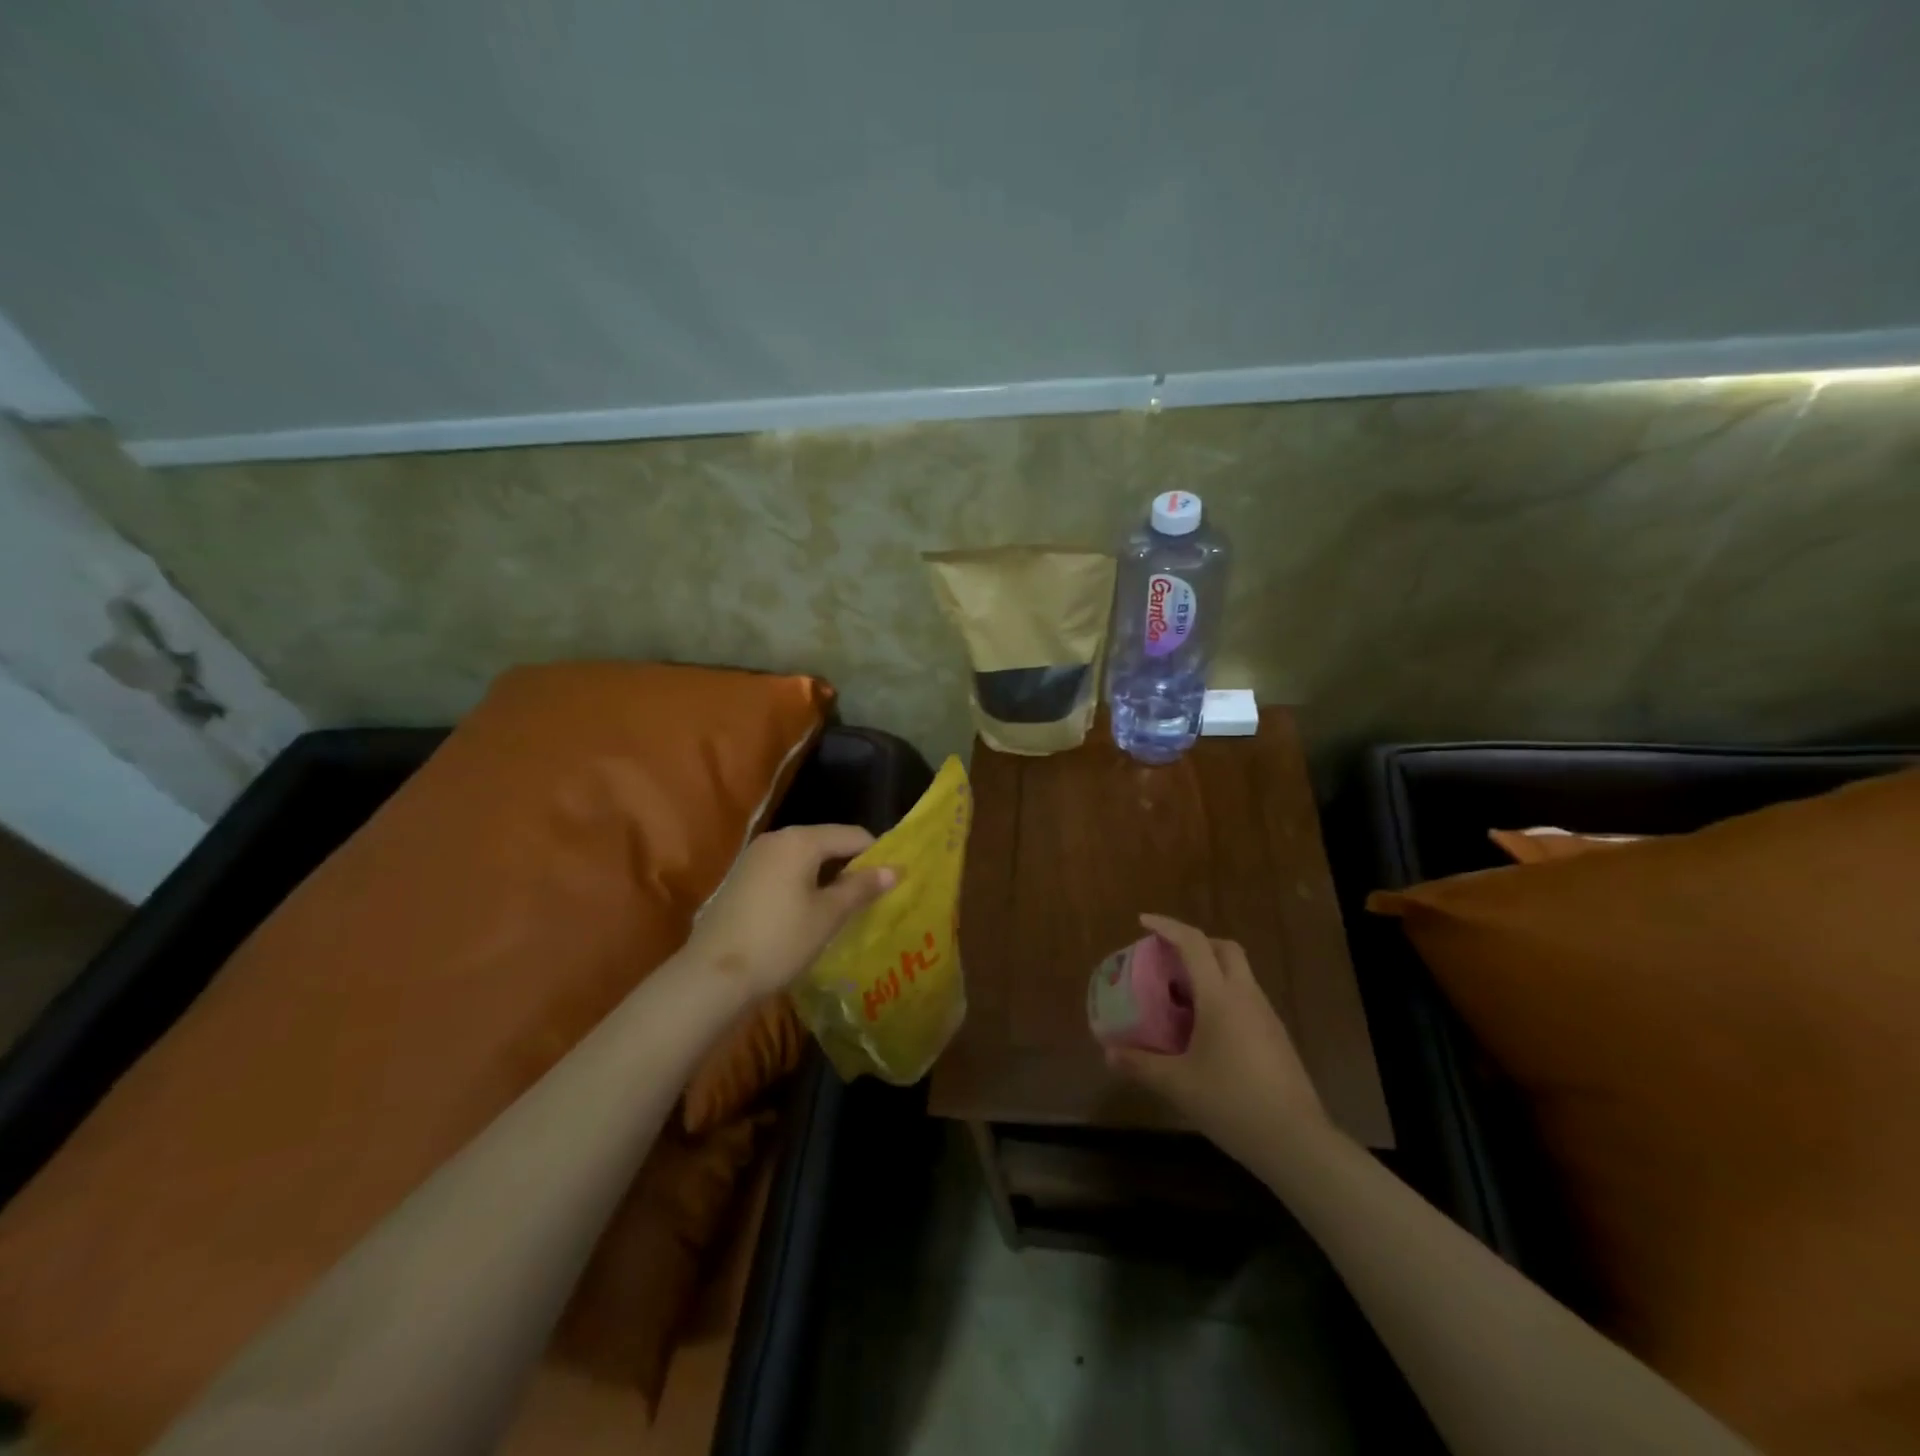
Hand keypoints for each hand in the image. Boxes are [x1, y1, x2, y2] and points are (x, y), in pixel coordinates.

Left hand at [684, 825, 897, 996]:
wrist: (712, 976)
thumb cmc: (779, 941)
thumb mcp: (828, 916)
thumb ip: (861, 888)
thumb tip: (894, 869)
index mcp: (800, 840)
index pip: (852, 835)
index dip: (877, 855)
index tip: (893, 880)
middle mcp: (776, 839)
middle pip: (826, 842)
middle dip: (851, 865)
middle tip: (872, 894)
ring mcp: (754, 857)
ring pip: (804, 857)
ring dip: (827, 876)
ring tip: (845, 905)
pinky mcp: (741, 878)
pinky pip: (784, 870)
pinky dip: (803, 883)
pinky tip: (810, 911)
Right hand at [1106, 914, 1329, 1161]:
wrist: (1296, 1142)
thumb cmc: (1231, 1102)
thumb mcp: (1177, 1084)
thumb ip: (1141, 1065)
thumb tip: (1109, 1053)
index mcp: (1220, 997)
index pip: (1193, 944)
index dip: (1167, 927)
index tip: (1144, 922)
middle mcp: (1246, 996)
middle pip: (1224, 949)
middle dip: (1196, 943)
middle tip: (1168, 958)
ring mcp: (1266, 1017)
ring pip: (1239, 974)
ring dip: (1211, 971)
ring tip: (1182, 996)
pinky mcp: (1277, 1038)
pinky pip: (1246, 999)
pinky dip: (1224, 996)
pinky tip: (1207, 1029)